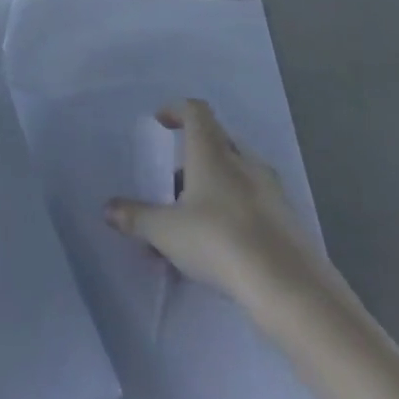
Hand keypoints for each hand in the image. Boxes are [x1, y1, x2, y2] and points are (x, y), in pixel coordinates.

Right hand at [106, 101, 338, 324]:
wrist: (289, 287)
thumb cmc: (219, 241)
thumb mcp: (166, 231)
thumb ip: (135, 217)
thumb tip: (108, 209)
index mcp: (213, 152)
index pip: (196, 112)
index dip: (176, 110)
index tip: (161, 123)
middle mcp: (244, 162)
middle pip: (217, 142)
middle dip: (192, 159)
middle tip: (171, 187)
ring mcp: (271, 190)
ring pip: (236, 174)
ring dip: (212, 187)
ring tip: (191, 222)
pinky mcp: (288, 220)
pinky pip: (253, 201)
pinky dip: (233, 210)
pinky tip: (220, 246)